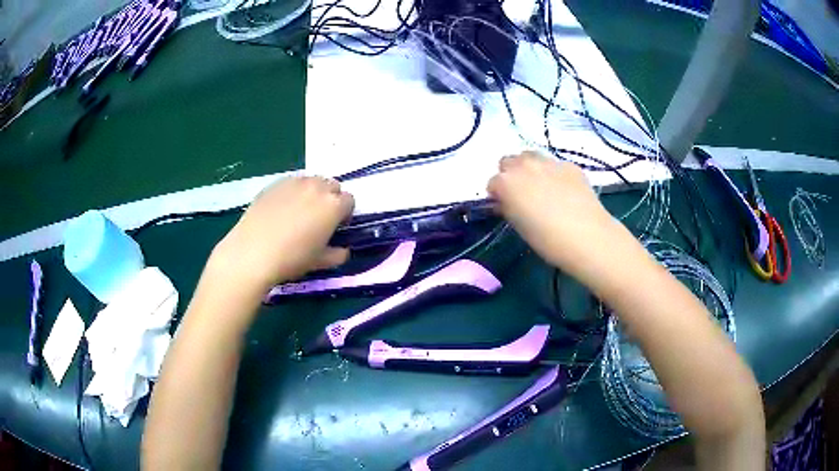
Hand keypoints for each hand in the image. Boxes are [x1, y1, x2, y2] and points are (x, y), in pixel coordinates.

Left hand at [211, 176, 353, 294]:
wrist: (252, 253)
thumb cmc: (291, 259)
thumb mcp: (319, 262)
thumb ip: (336, 255)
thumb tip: (343, 251)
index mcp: (333, 205)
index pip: (349, 201)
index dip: (344, 214)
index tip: (335, 227)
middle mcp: (317, 187)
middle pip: (332, 185)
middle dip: (330, 199)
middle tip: (319, 218)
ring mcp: (294, 183)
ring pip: (311, 181)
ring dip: (312, 192)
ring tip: (300, 211)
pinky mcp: (274, 184)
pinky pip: (290, 183)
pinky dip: (292, 192)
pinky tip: (281, 209)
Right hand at [487, 151, 618, 278]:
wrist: (587, 236)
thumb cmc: (547, 239)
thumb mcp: (519, 226)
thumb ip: (508, 207)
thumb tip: (507, 201)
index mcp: (506, 182)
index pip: (492, 183)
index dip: (498, 196)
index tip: (506, 207)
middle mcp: (524, 165)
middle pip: (508, 162)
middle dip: (511, 175)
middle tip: (522, 194)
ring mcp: (548, 162)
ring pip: (530, 156)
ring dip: (529, 168)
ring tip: (541, 187)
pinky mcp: (569, 165)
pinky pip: (554, 164)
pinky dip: (553, 174)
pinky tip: (564, 191)